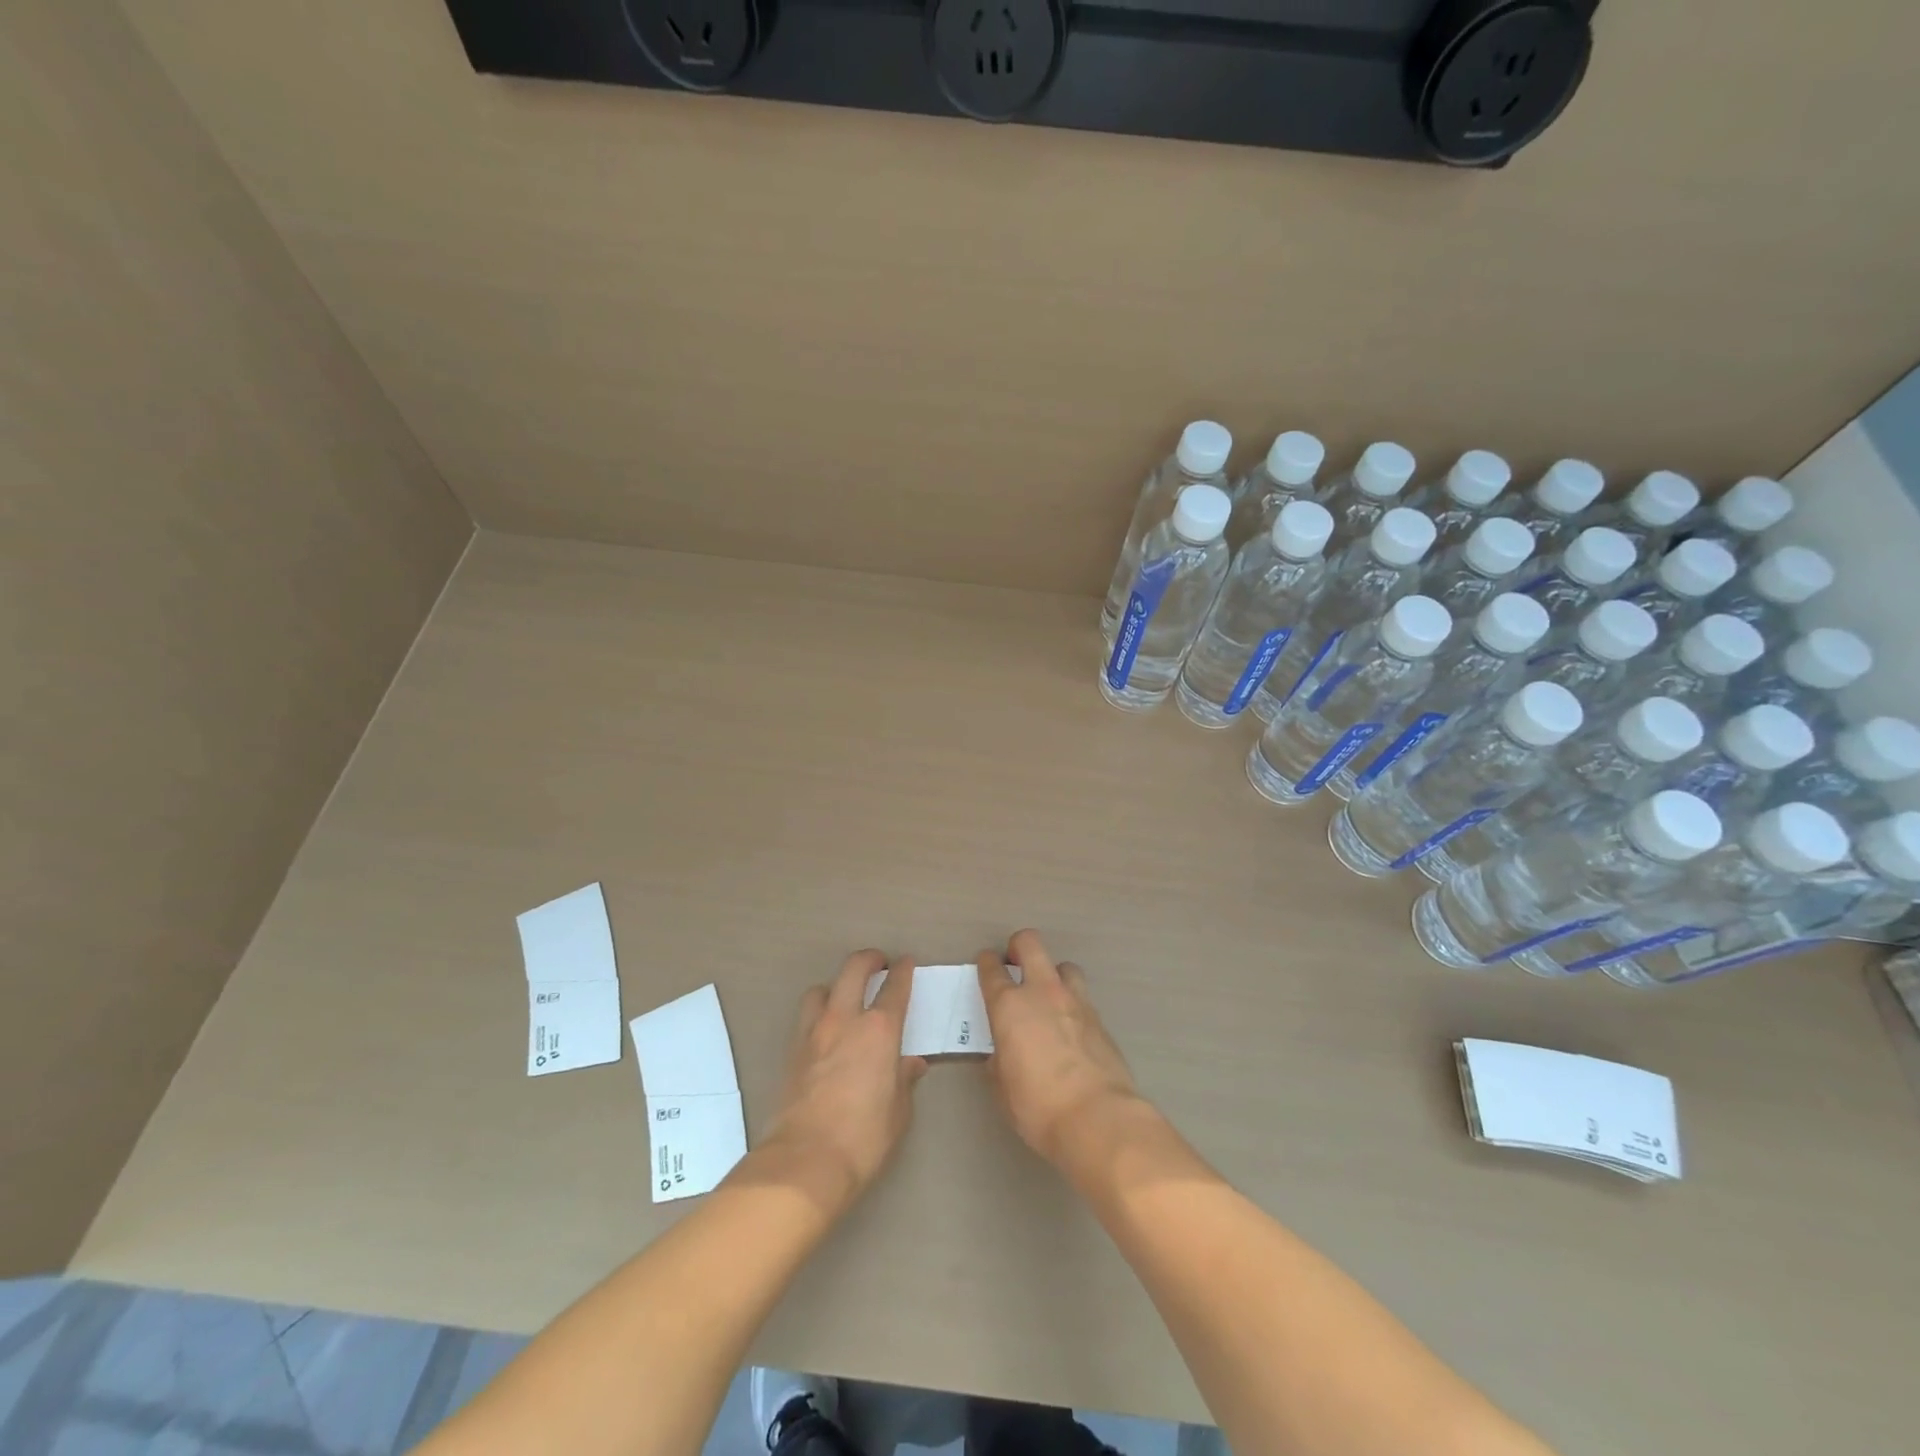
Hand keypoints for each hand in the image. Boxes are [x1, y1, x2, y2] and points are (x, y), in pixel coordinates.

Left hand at [761, 950, 926, 1211]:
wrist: (805, 1162)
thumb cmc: (863, 1138)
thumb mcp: (898, 1112)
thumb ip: (904, 1080)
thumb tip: (911, 1063)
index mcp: (879, 1030)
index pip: (895, 987)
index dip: (903, 971)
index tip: (907, 963)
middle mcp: (845, 1020)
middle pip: (853, 970)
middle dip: (869, 959)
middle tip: (879, 964)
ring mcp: (813, 1033)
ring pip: (821, 989)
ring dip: (836, 987)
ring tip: (845, 1000)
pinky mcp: (791, 1052)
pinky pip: (805, 1018)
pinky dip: (818, 1015)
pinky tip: (826, 1034)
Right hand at [977, 930, 1139, 1165]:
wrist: (1098, 1117)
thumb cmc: (1037, 1105)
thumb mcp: (1003, 1086)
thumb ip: (1000, 1058)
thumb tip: (1004, 1051)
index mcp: (1010, 1006)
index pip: (992, 970)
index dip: (986, 963)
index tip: (985, 965)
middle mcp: (1042, 993)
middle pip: (1030, 944)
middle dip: (1019, 946)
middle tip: (1015, 964)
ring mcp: (1076, 1002)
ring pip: (1064, 966)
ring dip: (1053, 975)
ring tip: (1049, 998)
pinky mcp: (1100, 1019)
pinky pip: (1082, 998)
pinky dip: (1073, 1006)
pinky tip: (1071, 1030)